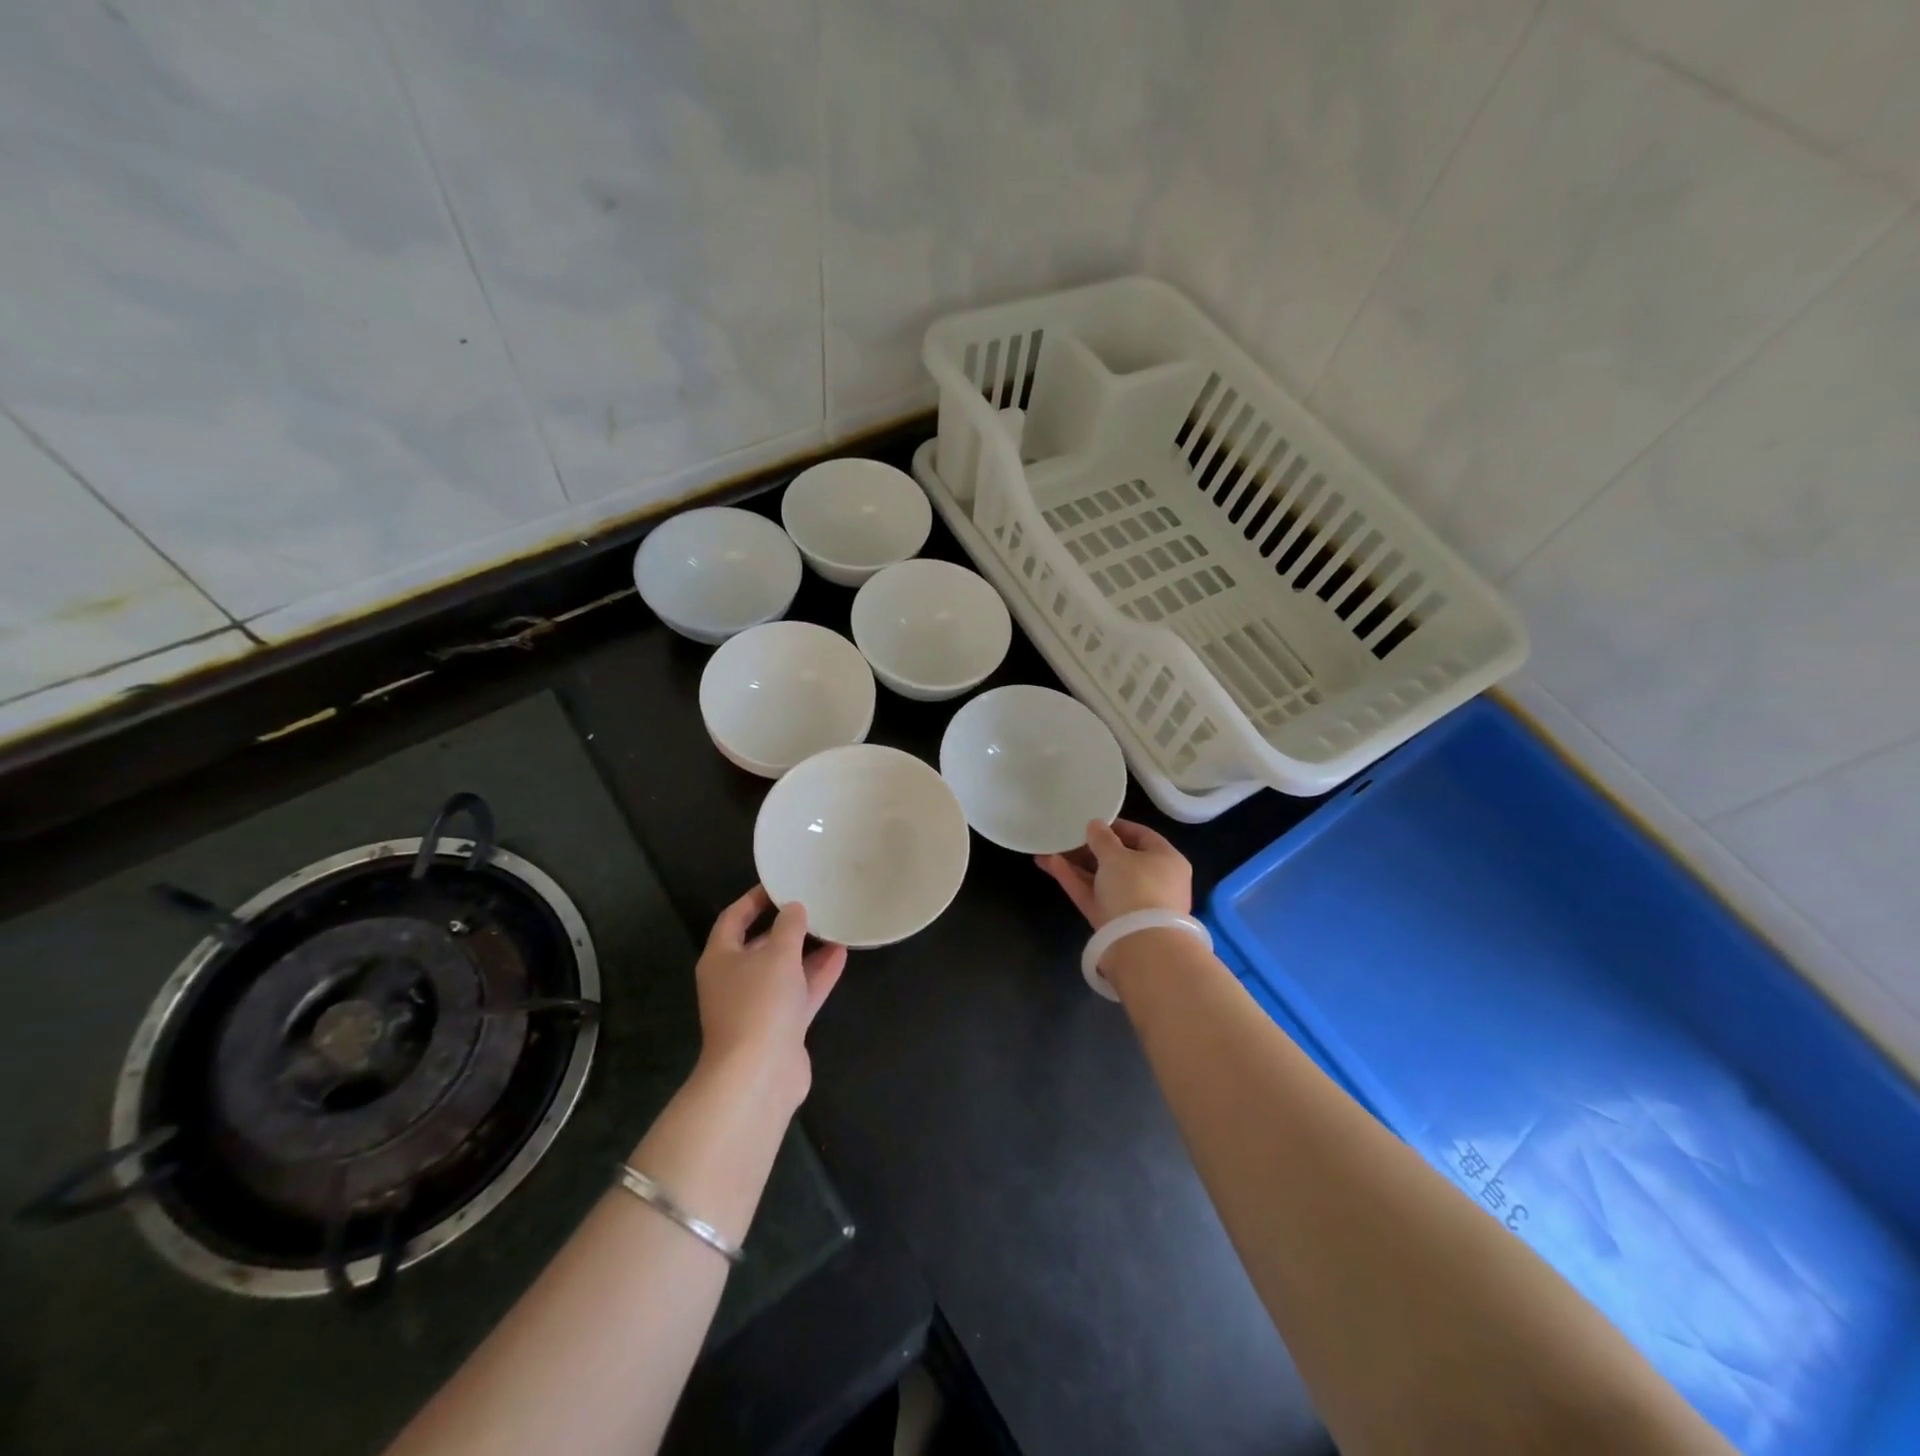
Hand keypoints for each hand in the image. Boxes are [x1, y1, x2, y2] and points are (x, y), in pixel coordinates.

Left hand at [694, 886, 846, 1109]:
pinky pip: (800, 993)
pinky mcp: (780, 1028)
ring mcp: (758, 1006)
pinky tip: (841, 954)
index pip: (733, 918)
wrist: (758, 1075)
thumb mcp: (777, 954)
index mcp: (721, 958)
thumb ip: (789, 926)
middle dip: (786, 926)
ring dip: (807, 950)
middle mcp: (735, 980)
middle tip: (813, 903)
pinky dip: (817, 974)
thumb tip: (793, 908)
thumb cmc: (759, 1003)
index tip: (780, 883)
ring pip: (784, 970)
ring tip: (834, 925)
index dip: (754, 899)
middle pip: (759, 944)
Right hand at [1036, 819, 1192, 929]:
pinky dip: (1074, 880)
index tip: (1092, 822)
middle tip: (1066, 836)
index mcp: (1166, 860)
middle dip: (1090, 848)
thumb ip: (1102, 838)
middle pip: (1119, 859)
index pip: (1142, 836)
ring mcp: (1132, 904)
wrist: (1140, 946)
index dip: (1116, 827)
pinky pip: (1092, 895)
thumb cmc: (1136, 887)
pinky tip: (1050, 864)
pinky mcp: (1112, 921)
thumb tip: (1095, 825)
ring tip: (1049, 849)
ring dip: (1076, 864)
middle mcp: (1153, 881)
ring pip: (1101, 878)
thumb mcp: (1117, 856)